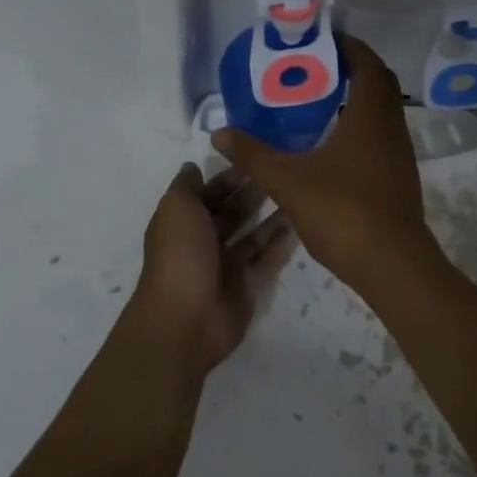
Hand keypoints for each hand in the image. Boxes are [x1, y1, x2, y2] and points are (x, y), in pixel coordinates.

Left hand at [127, 163, 296, 378]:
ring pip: (252, 236)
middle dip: (252, 194)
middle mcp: (203, 242)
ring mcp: (225, 266)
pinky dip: (280, 245)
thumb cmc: (180, 254)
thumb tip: (193, 166)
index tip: (253, 157)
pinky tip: (299, 225)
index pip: (207, 194)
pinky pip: (266, 261)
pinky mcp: (247, 287)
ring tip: (296, 195)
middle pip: (231, 213)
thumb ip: (187, 186)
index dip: (227, 177)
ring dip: (270, 218)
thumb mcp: (177, 208)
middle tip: (282, 172)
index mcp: (183, 222)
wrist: (186, 318)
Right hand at [212, 36, 436, 288]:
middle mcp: (391, 127)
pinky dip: (360, 127)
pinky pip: (381, 136)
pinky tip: (331, 145)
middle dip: (350, 70)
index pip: (367, 63)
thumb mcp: (288, 181)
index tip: (320, 41)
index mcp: (370, 116)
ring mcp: (400, 154)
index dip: (348, 46)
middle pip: (378, 83)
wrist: (392, 265)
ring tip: (317, 102)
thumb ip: (253, 154)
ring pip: (381, 112)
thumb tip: (220, 133)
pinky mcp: (399, 177)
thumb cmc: (342, 212)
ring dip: (356, 100)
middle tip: (314, 69)